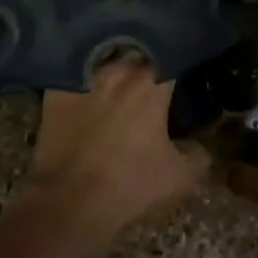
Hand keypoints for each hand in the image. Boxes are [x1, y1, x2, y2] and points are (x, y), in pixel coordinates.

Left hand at [18, 53, 208, 249]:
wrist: (67, 202)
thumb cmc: (129, 185)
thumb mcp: (179, 178)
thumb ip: (198, 155)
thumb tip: (199, 146)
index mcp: (152, 85)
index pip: (173, 58)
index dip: (179, 65)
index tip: (181, 76)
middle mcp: (120, 71)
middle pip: (139, 55)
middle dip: (147, 65)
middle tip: (152, 82)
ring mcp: (85, 77)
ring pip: (107, 61)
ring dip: (117, 69)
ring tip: (120, 84)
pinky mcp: (58, 90)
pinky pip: (76, 74)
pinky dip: (84, 80)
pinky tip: (88, 92)